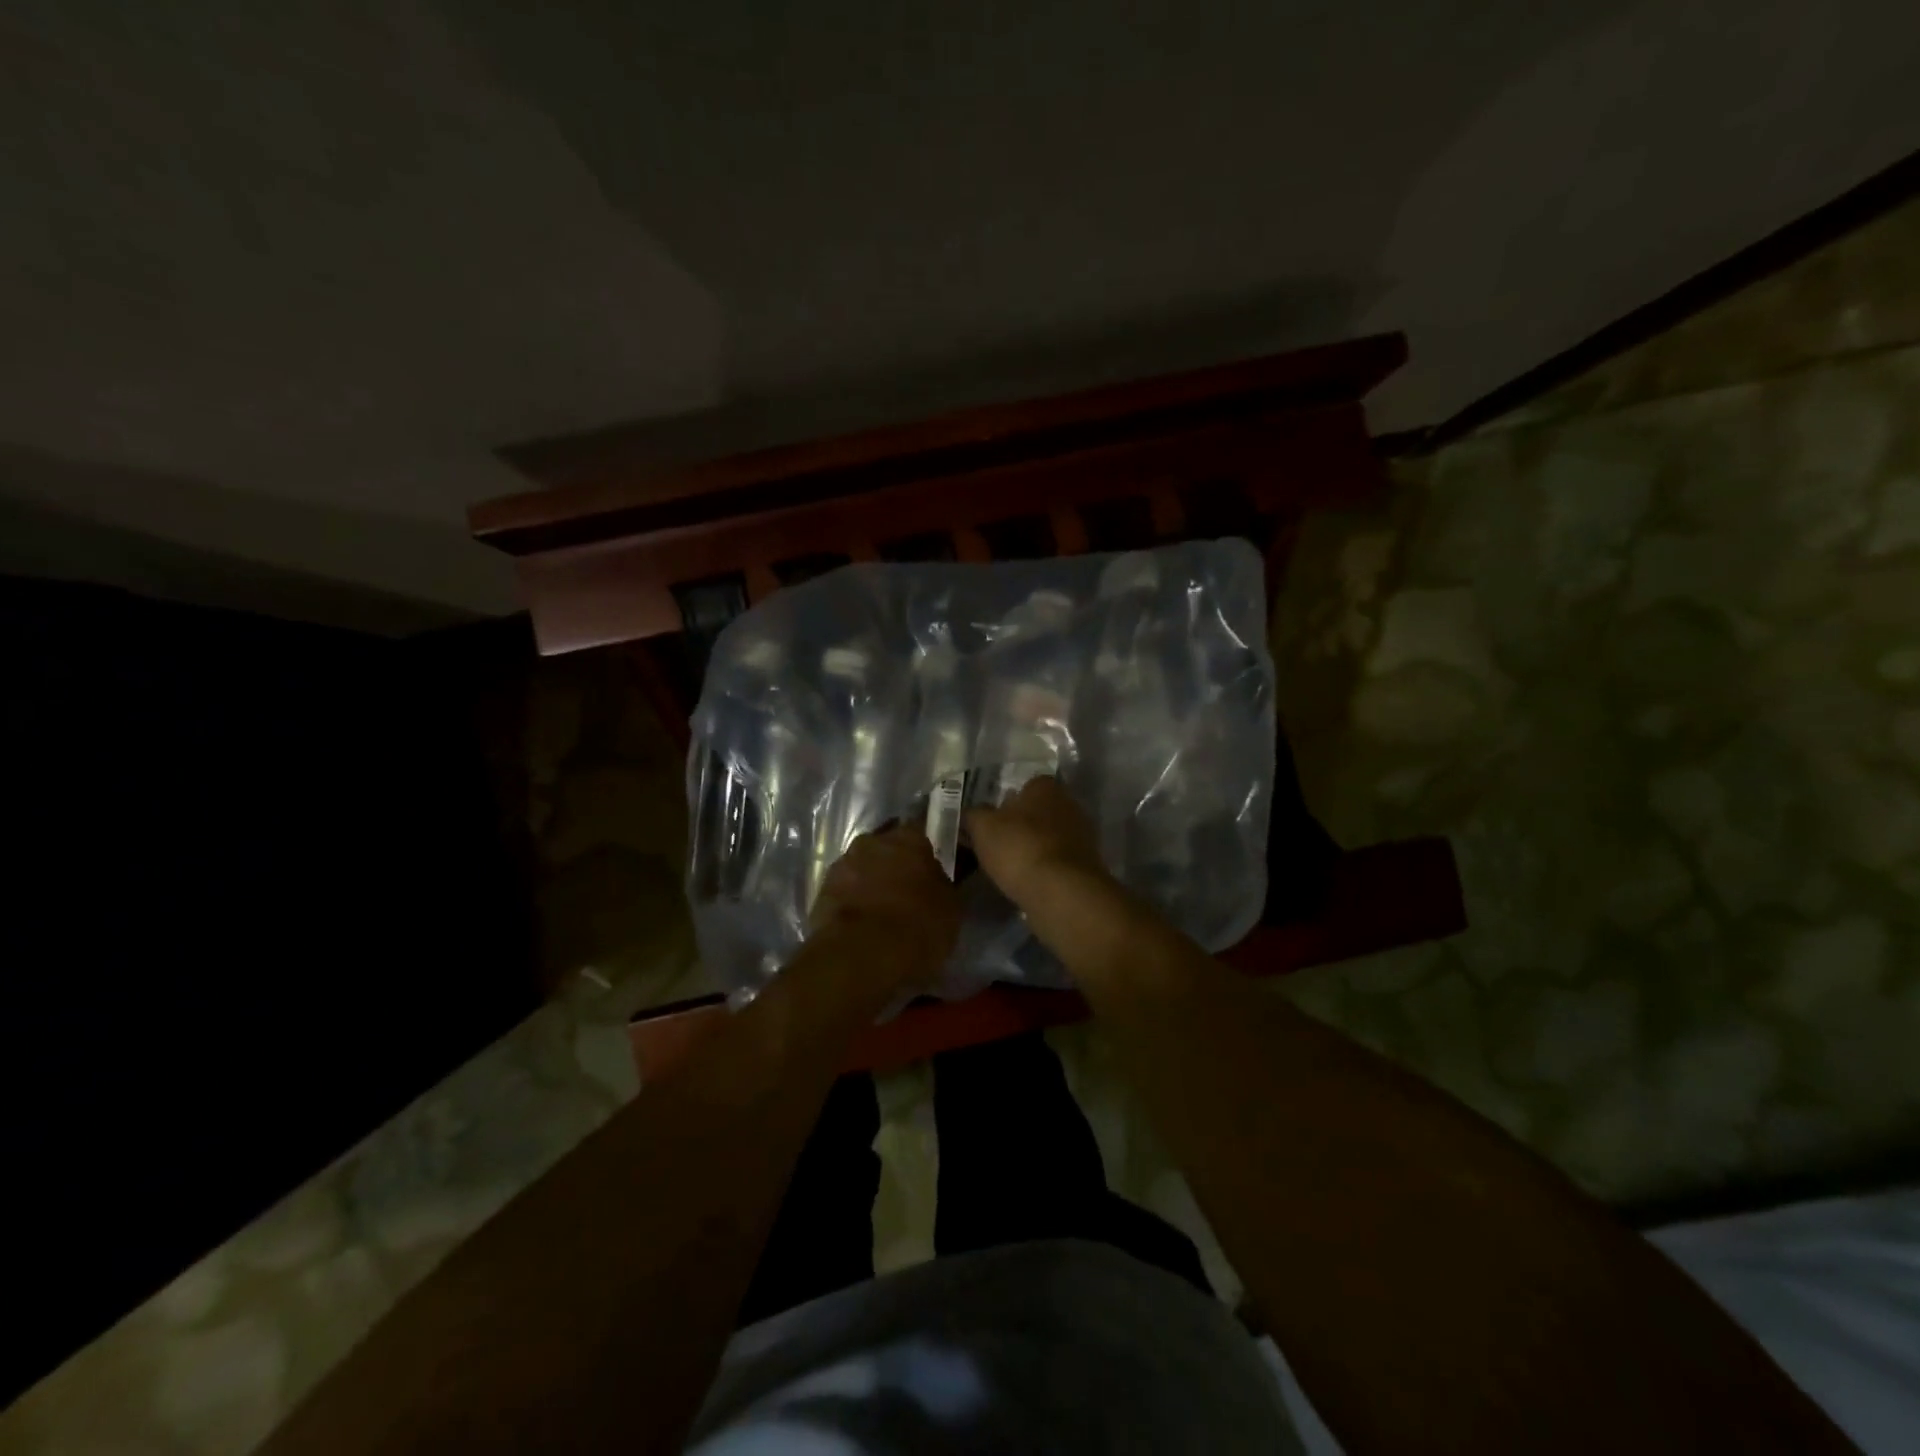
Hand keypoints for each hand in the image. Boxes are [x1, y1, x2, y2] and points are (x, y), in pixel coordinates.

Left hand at [812, 824, 960, 987]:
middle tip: (906, 890)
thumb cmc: (916, 925)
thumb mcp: (950, 907)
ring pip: (862, 867)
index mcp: (908, 838)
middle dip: (895, 864)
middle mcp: (872, 841)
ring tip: (882, 911)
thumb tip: (936, 879)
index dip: (926, 849)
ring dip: (871, 881)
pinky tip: (862, 924)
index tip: (931, 866)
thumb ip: (942, 884)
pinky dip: (853, 901)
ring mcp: (842, 864)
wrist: (861, 955)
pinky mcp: (821, 891)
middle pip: (887, 847)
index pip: (921, 830)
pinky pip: (844, 890)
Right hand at [965, 777, 1110, 906]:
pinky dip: (1045, 869)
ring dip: (1033, 848)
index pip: (1025, 786)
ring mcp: (1082, 835)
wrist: (1062, 892)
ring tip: (1009, 868)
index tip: (990, 822)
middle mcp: (1069, 804)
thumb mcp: (982, 827)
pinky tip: (1028, 882)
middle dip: (1020, 826)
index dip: (1005, 803)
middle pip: (1038, 812)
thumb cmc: (1019, 848)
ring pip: (1049, 837)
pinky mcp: (1087, 865)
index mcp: (1046, 787)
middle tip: (996, 845)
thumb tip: (972, 814)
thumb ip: (974, 815)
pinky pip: (1058, 861)